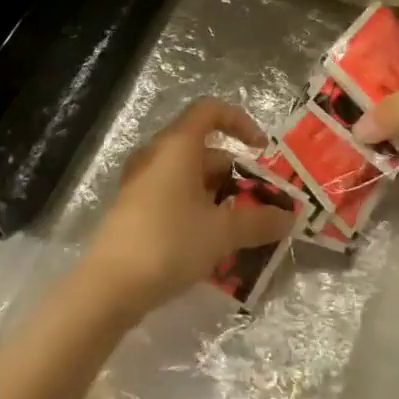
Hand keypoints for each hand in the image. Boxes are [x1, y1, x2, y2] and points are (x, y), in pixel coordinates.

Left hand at [83, 98, 297, 315]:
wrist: (108, 288)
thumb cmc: (169, 243)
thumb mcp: (222, 233)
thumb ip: (258, 221)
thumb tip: (289, 217)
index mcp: (178, 146)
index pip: (211, 111)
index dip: (241, 122)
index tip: (261, 150)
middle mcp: (158, 155)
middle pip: (205, 148)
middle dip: (236, 173)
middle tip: (258, 203)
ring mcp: (142, 182)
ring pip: (190, 176)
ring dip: (219, 195)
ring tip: (241, 228)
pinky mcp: (135, 209)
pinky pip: (175, 195)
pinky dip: (198, 208)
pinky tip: (212, 242)